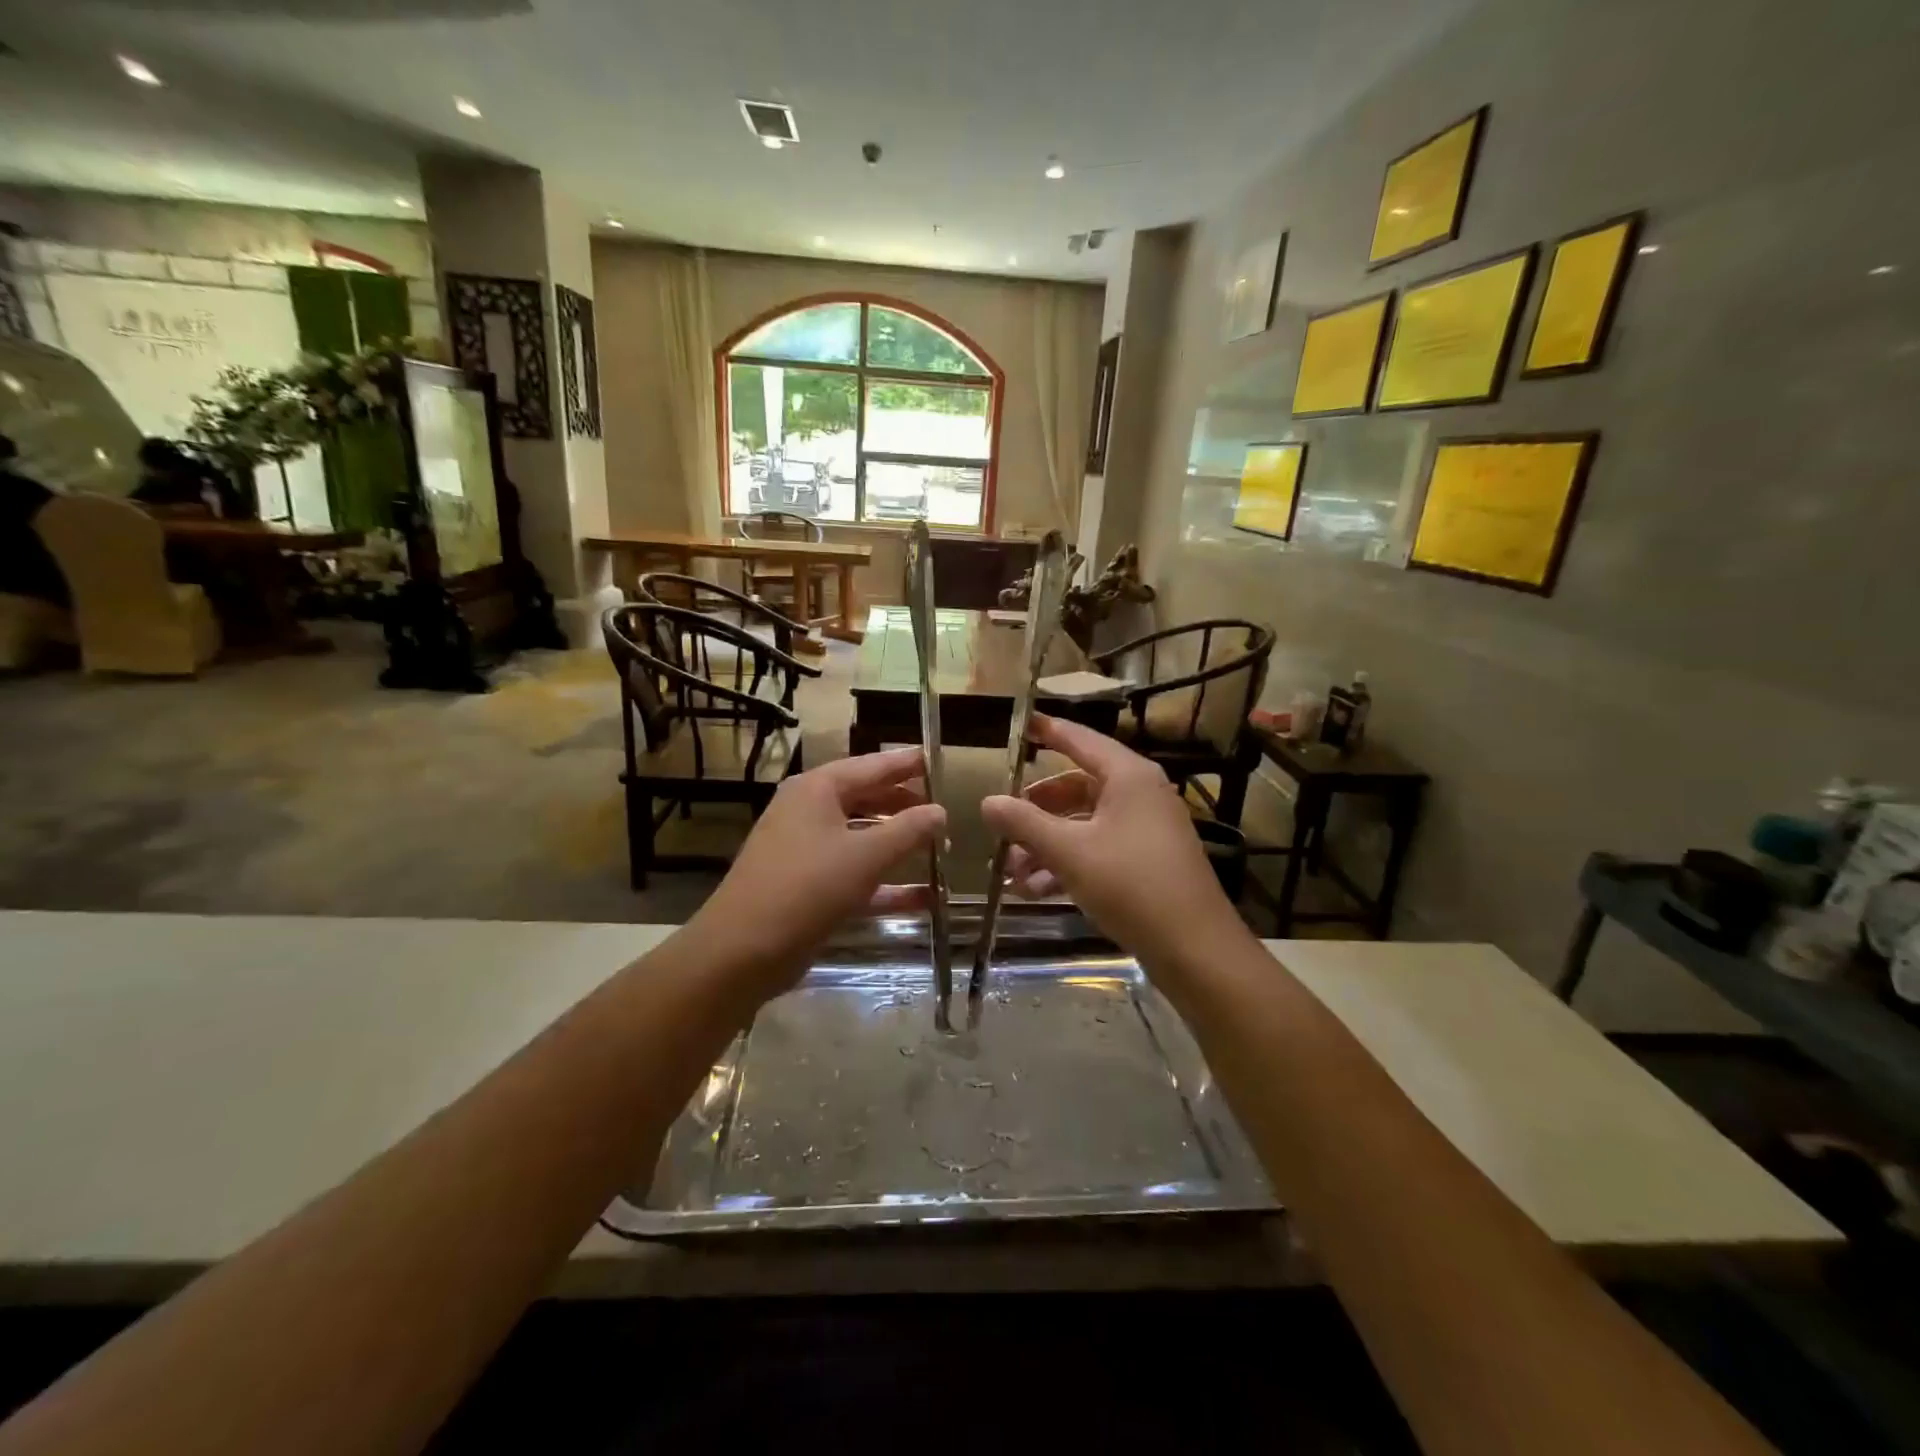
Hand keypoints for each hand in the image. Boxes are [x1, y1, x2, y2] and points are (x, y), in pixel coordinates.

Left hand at [688, 748, 945, 998]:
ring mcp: (805, 851)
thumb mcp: (866, 855)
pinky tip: (923, 898)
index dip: (906, 763)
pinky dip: (885, 884)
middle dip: (904, 805)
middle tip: (941, 808)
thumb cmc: (807, 887)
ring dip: (898, 844)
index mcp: (817, 790)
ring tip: (939, 847)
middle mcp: (808, 812)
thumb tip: (940, 811)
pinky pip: (854, 874)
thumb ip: (909, 830)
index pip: (871, 766)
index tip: (936, 759)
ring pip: (861, 838)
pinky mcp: (807, 887)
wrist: (743, 950)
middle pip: (865, 799)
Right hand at [981, 715, 1240, 973]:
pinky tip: (1036, 891)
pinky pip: (1097, 848)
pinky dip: (1067, 863)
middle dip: (1035, 810)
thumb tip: (987, 802)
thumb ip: (1025, 824)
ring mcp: (1145, 829)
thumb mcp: (1070, 852)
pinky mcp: (1146, 861)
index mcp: (1128, 776)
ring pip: (1083, 823)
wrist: (1195, 949)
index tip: (1019, 725)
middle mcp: (1139, 794)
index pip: (1080, 739)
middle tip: (1002, 825)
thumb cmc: (1132, 886)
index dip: (1047, 731)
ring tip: (1011, 873)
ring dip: (1046, 844)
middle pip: (1076, 786)